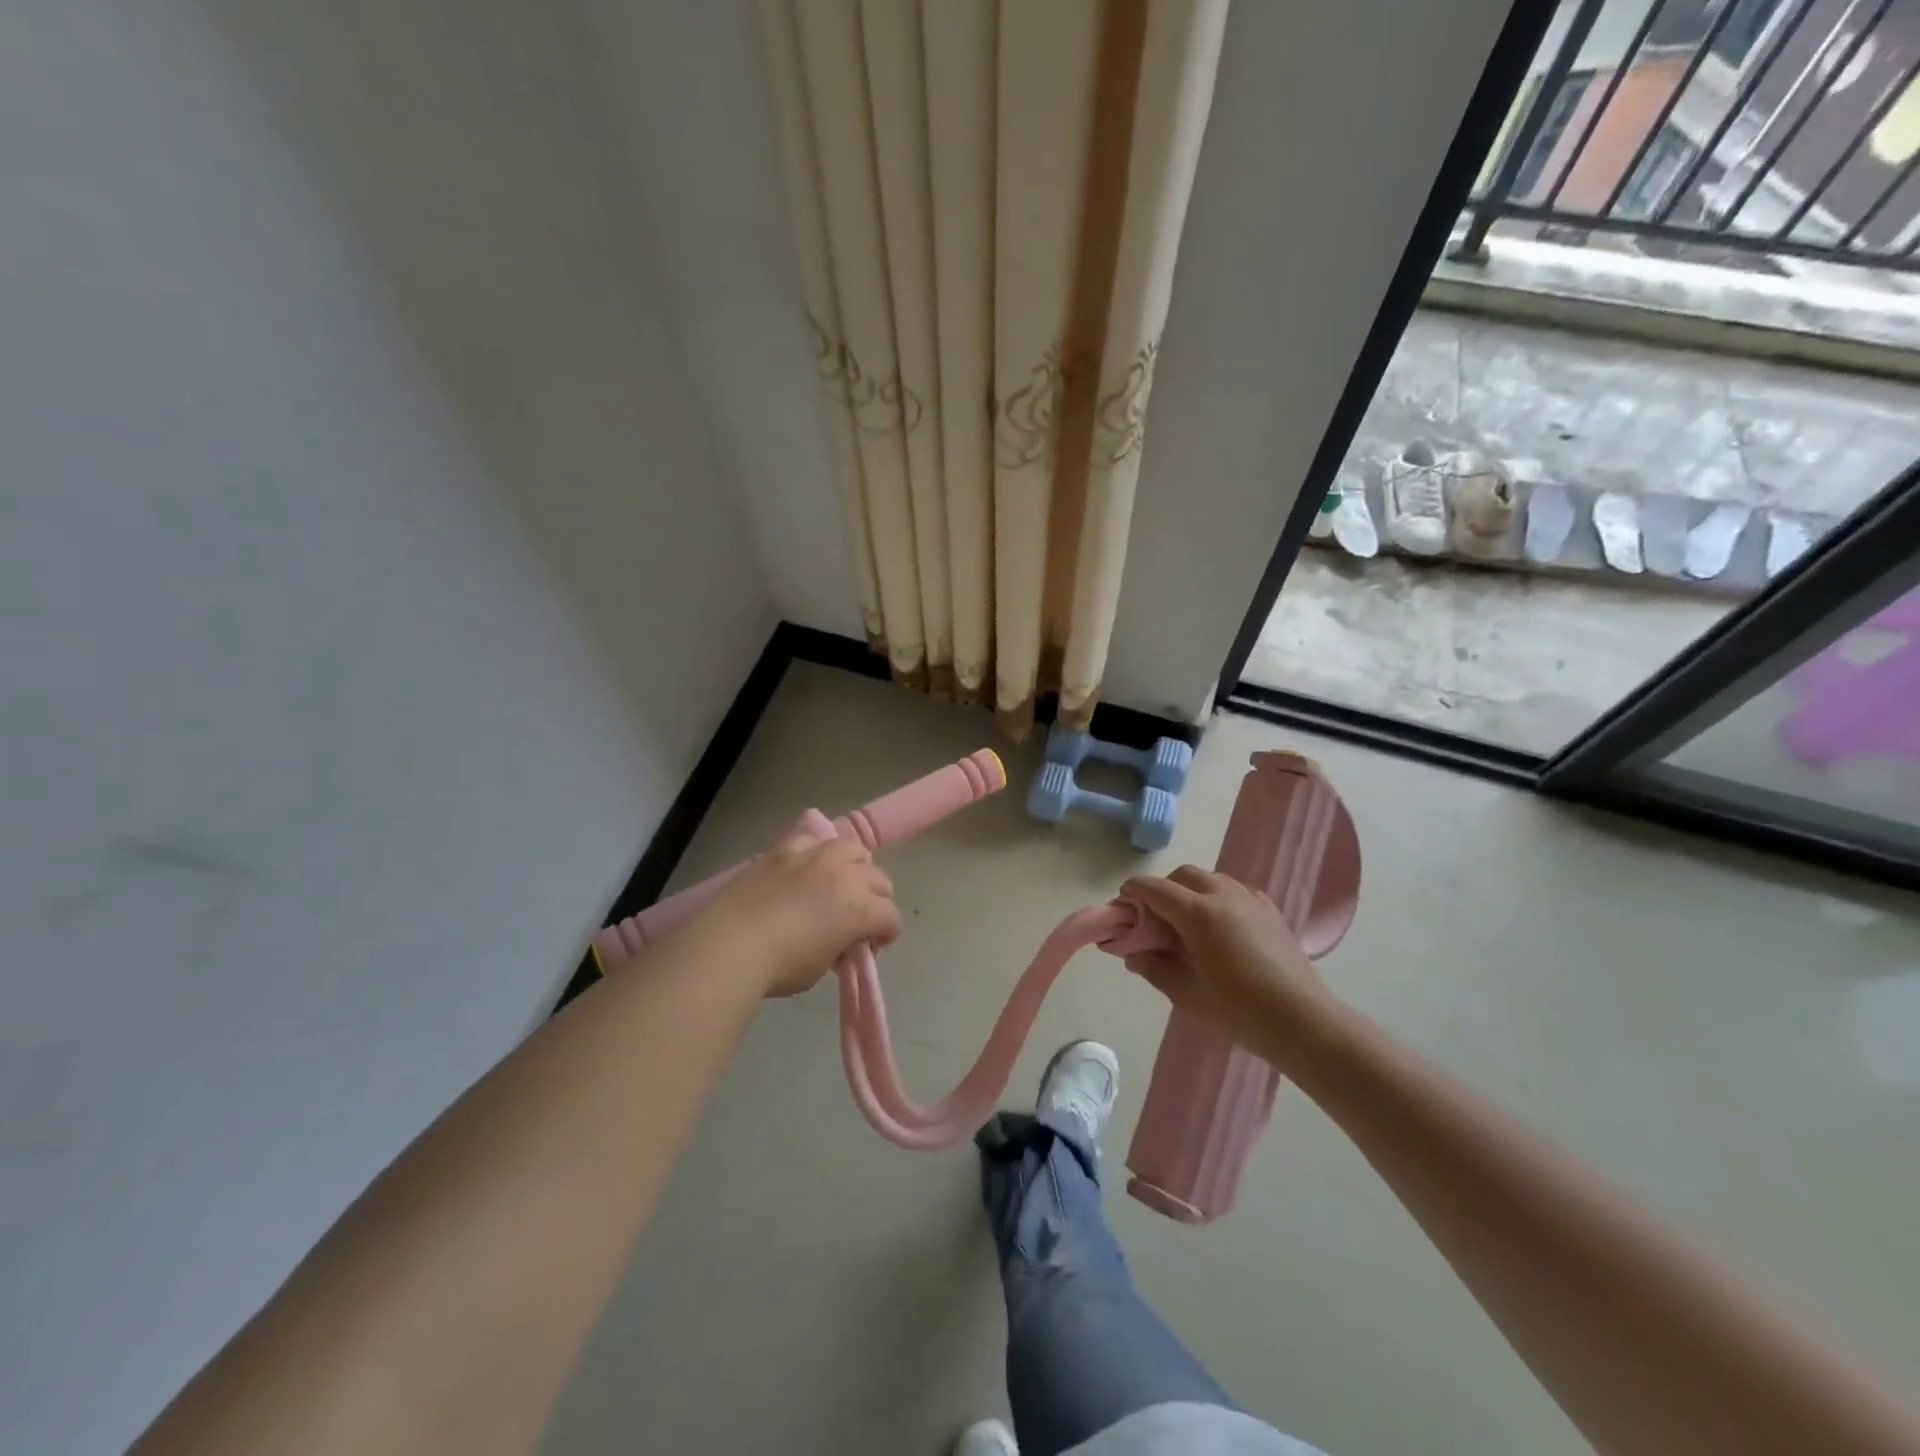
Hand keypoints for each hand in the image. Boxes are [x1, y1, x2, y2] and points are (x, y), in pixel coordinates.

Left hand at [690, 829, 899, 997]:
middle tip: (858, 920)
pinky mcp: (784, 850)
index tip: (872, 947)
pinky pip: (812, 840)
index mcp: (860, 908)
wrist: (730, 945)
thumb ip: (841, 947)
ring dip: (855, 867)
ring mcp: (814, 856)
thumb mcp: (822, 966)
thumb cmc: (780, 966)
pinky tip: (807, 868)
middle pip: (879, 879)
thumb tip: (841, 940)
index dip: (886, 934)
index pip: (890, 917)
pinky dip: (816, 853)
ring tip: (840, 884)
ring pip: (852, 849)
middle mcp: (845, 874)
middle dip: (876, 900)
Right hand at [1120, 866, 1339, 1066]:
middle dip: (1163, 889)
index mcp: (1198, 913)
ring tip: (1188, 925)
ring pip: (1211, 879)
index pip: (1154, 889)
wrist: (1303, 1022)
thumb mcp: (1186, 994)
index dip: (1133, 893)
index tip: (1122, 907)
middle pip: (1183, 875)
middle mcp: (1223, 895)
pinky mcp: (1270, 910)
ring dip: (1191, 891)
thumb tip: (1133, 955)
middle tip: (1155, 920)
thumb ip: (1155, 968)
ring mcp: (1250, 900)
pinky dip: (1218, 898)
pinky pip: (1235, 891)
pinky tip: (1221, 928)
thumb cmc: (1239, 1010)